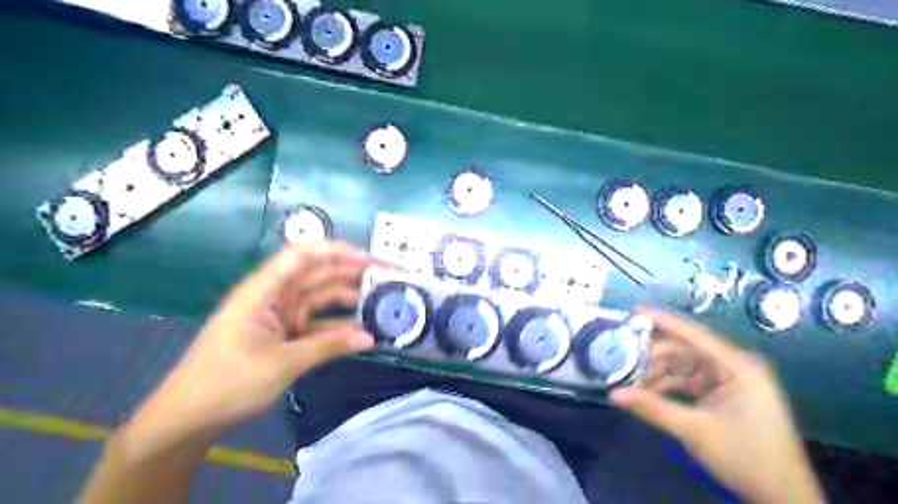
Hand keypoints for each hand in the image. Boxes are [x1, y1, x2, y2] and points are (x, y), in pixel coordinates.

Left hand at [130, 241, 375, 440]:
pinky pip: (318, 323)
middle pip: (317, 274)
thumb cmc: (227, 382)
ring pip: (321, 298)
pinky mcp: (286, 334)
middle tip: (387, 279)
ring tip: (381, 304)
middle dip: (351, 273)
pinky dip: (338, 326)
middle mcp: (274, 296)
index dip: (336, 250)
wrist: (189, 418)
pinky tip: (362, 331)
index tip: (369, 259)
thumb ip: (328, 346)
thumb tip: (370, 337)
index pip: (301, 255)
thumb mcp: (282, 363)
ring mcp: (281, 316)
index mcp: (263, 291)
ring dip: (349, 299)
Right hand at [610, 312, 819, 502]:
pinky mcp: (723, 394)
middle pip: (685, 350)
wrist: (783, 497)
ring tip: (628, 376)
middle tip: (621, 356)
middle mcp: (734, 366)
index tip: (634, 311)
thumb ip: (653, 408)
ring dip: (658, 371)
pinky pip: (689, 380)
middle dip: (653, 354)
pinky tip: (646, 390)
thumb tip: (613, 393)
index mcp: (738, 366)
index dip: (663, 321)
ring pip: (684, 365)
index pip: (694, 335)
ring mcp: (729, 380)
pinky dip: (668, 384)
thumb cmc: (748, 458)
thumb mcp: (696, 431)